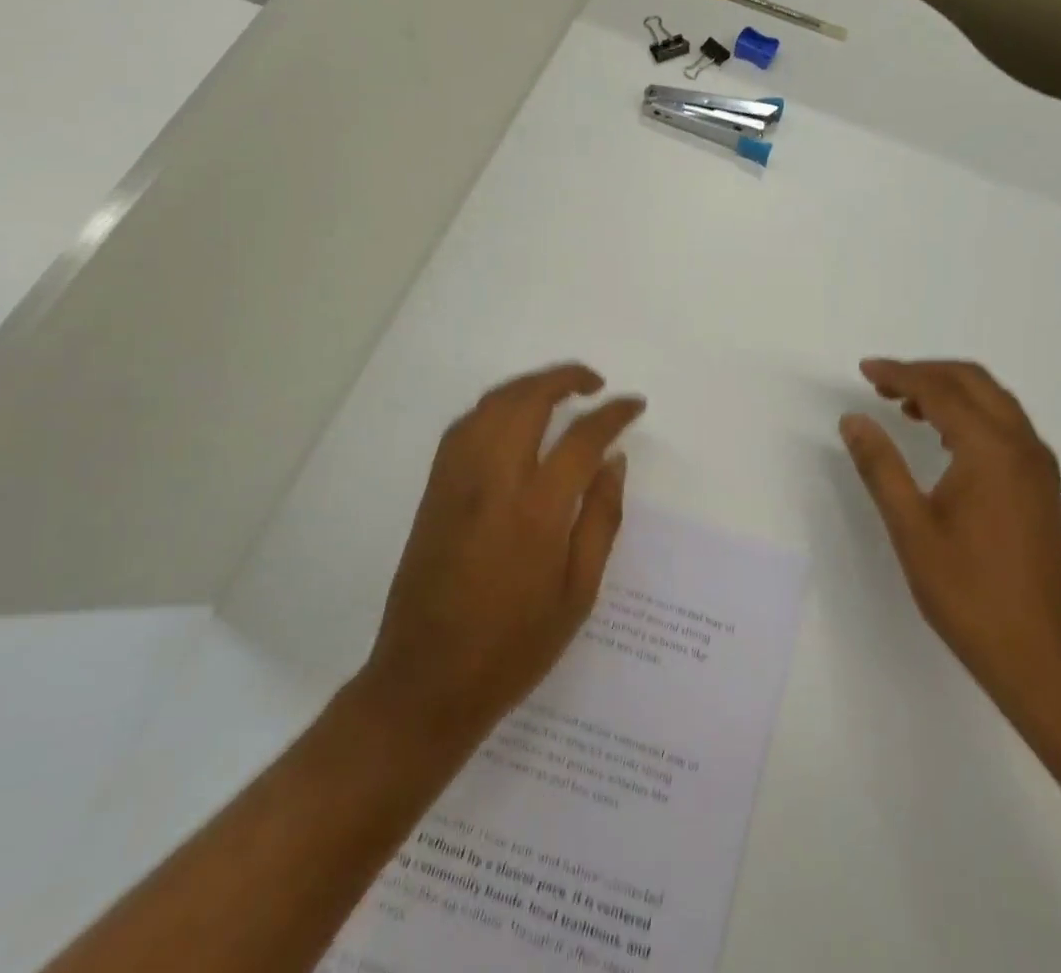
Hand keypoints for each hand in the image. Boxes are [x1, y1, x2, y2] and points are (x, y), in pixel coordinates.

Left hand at [357, 364, 644, 752]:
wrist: (426, 683)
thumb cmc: (514, 647)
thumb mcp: (578, 593)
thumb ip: (600, 519)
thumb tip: (614, 461)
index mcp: (536, 510)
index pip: (582, 438)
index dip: (613, 414)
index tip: (634, 405)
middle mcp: (493, 480)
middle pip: (529, 400)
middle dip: (566, 378)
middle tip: (595, 383)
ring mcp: (456, 481)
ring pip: (492, 404)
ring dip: (528, 385)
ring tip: (558, 391)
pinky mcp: (433, 489)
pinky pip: (465, 426)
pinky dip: (494, 407)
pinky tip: (511, 419)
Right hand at [840, 358, 1060, 711]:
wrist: (1043, 655)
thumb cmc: (969, 592)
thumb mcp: (911, 527)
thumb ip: (881, 466)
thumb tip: (853, 419)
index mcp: (991, 449)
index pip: (940, 390)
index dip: (899, 374)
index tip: (864, 370)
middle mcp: (1022, 445)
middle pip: (973, 381)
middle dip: (926, 372)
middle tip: (881, 382)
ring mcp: (1038, 465)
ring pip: (993, 400)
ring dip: (949, 391)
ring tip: (904, 405)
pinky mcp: (1042, 486)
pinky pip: (1005, 424)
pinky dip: (971, 413)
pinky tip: (943, 438)